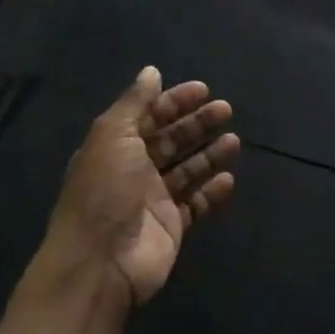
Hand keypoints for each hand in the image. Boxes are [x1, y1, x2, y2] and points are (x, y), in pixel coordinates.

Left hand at [44, 68, 238, 302]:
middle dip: (197, 123)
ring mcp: (154, 199)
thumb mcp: (113, 135)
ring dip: (209, 153)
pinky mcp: (172, 225)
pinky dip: (212, 190)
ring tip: (234, 141)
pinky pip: (196, 203)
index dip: (174, 101)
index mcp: (115, 146)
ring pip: (187, 169)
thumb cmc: (104, 191)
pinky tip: (229, 178)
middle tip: (226, 109)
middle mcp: (134, 169)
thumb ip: (135, 103)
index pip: (149, 116)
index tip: (203, 90)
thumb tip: (152, 71)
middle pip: (171, 140)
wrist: (100, 262)